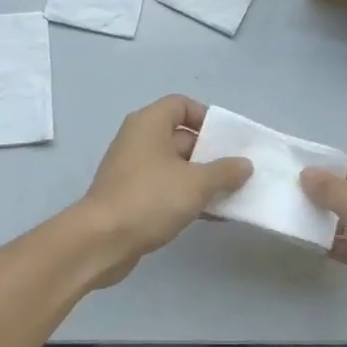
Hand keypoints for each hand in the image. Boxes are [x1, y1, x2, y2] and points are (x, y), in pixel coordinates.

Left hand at [77, 96, 251, 287]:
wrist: (101, 240)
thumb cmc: (150, 198)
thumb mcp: (196, 183)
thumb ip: (225, 171)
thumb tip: (245, 164)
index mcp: (149, 124)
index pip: (181, 105)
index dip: (207, 117)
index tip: (228, 140)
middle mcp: (138, 140)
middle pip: (181, 137)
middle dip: (211, 153)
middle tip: (238, 171)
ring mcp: (133, 170)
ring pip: (176, 166)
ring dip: (203, 179)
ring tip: (232, 195)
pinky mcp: (132, 197)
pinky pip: (166, 188)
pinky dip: (187, 196)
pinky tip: (212, 215)